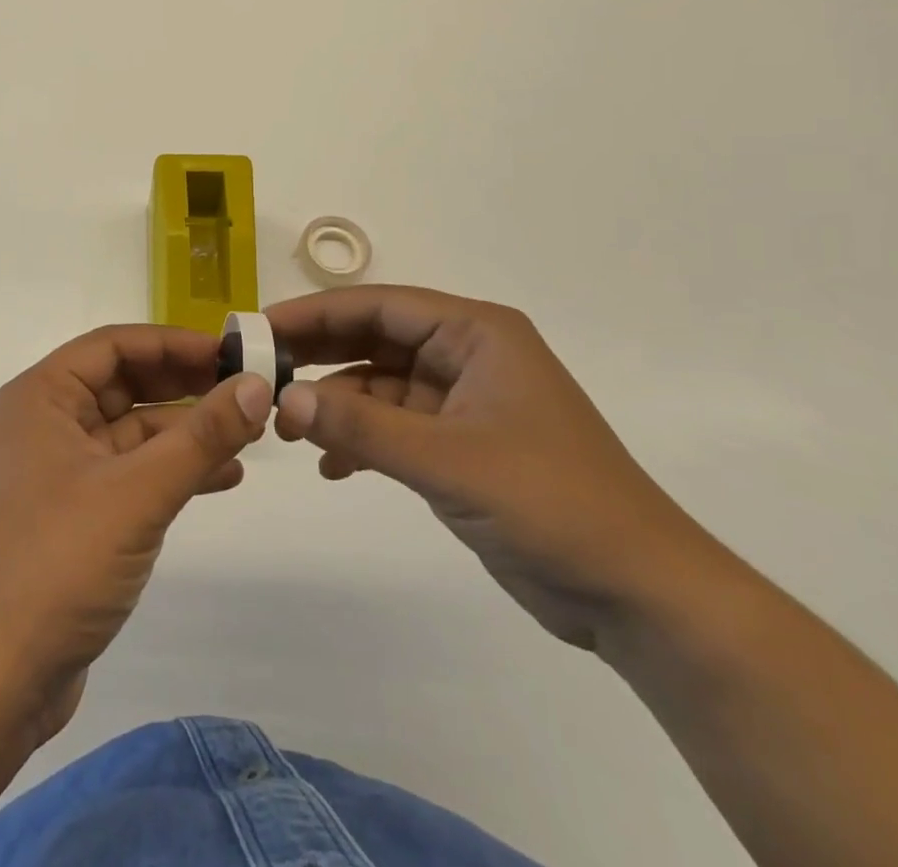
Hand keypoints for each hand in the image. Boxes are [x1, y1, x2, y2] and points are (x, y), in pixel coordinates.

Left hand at [0, 325, 273, 742]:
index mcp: (41, 397)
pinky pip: (129, 472)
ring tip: (248, 434)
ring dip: (185, 431)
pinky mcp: (73, 513)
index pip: (113, 345)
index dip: (173, 343)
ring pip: (131, 431)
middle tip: (246, 389)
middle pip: (123, 384)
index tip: (230, 353)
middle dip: (184, 386)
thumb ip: (202, 436)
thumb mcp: (139, 492)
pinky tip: (223, 478)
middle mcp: (45, 423)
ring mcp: (58, 471)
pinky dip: (171, 470)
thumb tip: (258, 385)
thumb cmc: (59, 562)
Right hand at [269, 285, 712, 650]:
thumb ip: (362, 429)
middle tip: (259, 371)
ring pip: (379, 384)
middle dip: (318, 355)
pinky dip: (360, 439)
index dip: (316, 312)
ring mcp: (463, 401)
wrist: (638, 593)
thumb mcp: (448, 461)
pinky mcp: (461, 444)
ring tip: (286, 428)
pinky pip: (394, 426)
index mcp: (475, 333)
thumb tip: (282, 400)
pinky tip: (330, 466)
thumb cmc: (551, 503)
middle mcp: (467, 355)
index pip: (379, 305)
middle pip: (374, 339)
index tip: (260, 327)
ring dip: (335, 403)